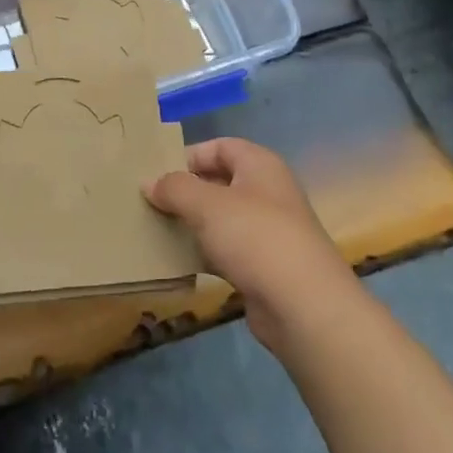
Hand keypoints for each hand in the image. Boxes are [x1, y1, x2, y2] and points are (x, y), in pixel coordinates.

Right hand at [144, 137, 356, 353]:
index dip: (188, 155)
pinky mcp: (263, 266)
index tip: (156, 173)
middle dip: (185, 191)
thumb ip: (174, 188)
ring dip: (191, 224)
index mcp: (260, 165)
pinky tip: (177, 262)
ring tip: (154, 229)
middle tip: (149, 201)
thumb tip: (149, 182)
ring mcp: (268, 231)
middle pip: (219, 182)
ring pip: (220, 219)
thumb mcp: (206, 205)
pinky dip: (203, 253)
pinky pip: (225, 250)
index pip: (220, 146)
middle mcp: (267, 192)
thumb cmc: (255, 238)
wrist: (303, 306)